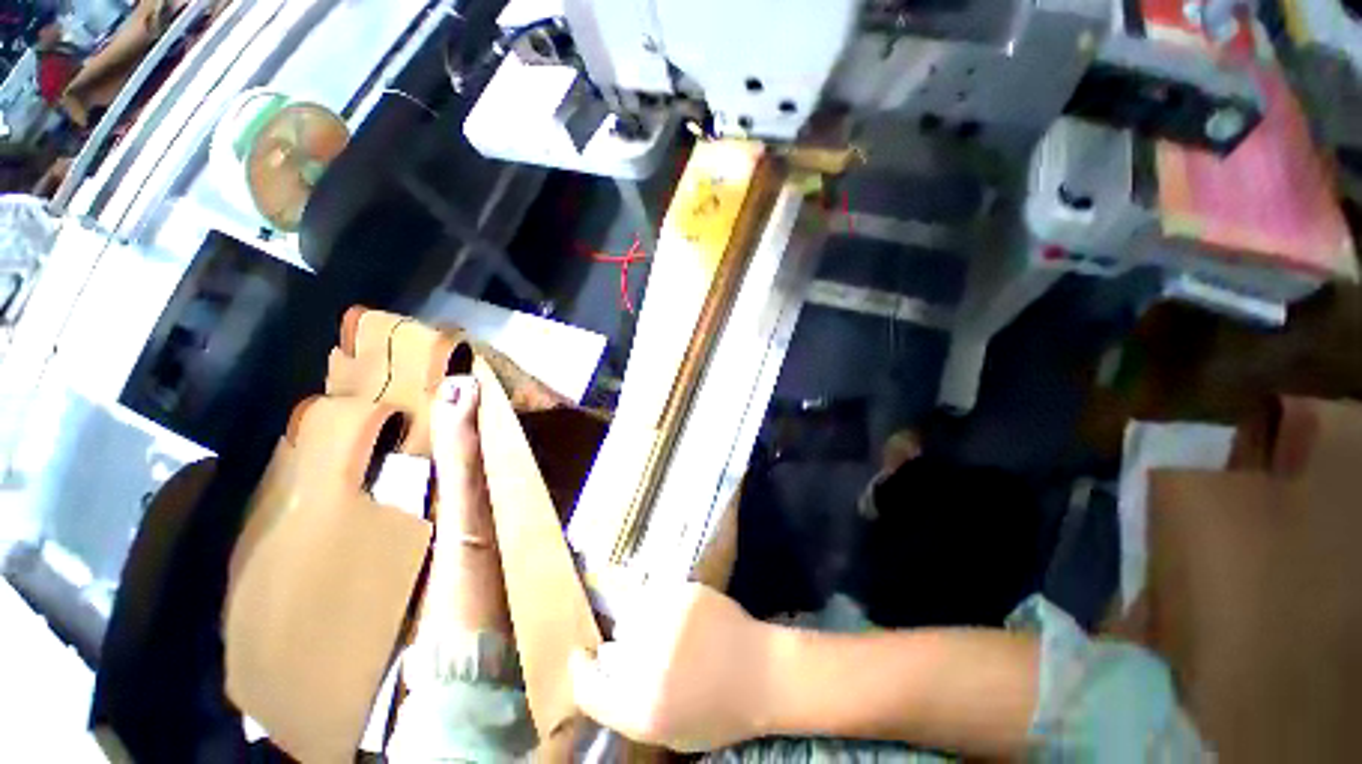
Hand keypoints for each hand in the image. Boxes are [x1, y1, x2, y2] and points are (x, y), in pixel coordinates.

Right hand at [570, 582, 776, 752]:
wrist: (764, 672)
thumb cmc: (719, 711)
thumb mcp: (670, 730)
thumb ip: (629, 707)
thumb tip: (603, 673)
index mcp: (643, 710)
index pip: (587, 688)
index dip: (581, 671)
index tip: (582, 658)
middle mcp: (649, 664)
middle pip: (610, 647)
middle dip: (620, 650)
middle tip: (645, 651)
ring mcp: (668, 622)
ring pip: (631, 614)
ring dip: (640, 623)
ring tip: (668, 632)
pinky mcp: (684, 593)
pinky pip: (656, 595)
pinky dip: (661, 605)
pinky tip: (684, 617)